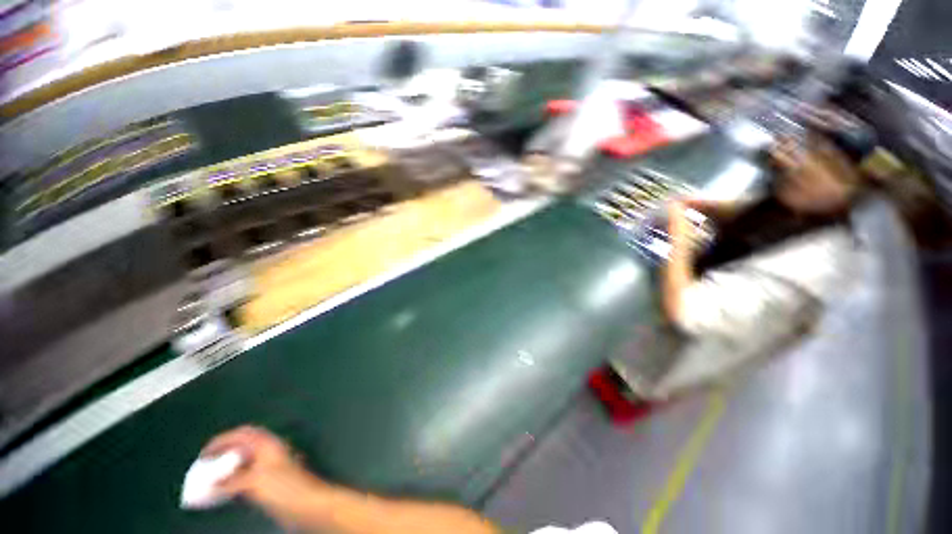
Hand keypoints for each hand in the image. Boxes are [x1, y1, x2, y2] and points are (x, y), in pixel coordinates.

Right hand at [200, 426, 328, 523]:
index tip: (202, 455)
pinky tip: (222, 493)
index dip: (222, 441)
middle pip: (242, 447)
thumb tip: (208, 487)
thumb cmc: (283, 488)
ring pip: (243, 463)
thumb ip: (230, 483)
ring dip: (226, 470)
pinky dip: (232, 482)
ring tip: (208, 481)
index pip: (242, 434)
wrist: (307, 504)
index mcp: (268, 444)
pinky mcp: (270, 483)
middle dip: (222, 454)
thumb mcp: (254, 482)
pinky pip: (246, 477)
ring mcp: (271, 467)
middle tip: (204, 467)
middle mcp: (269, 452)